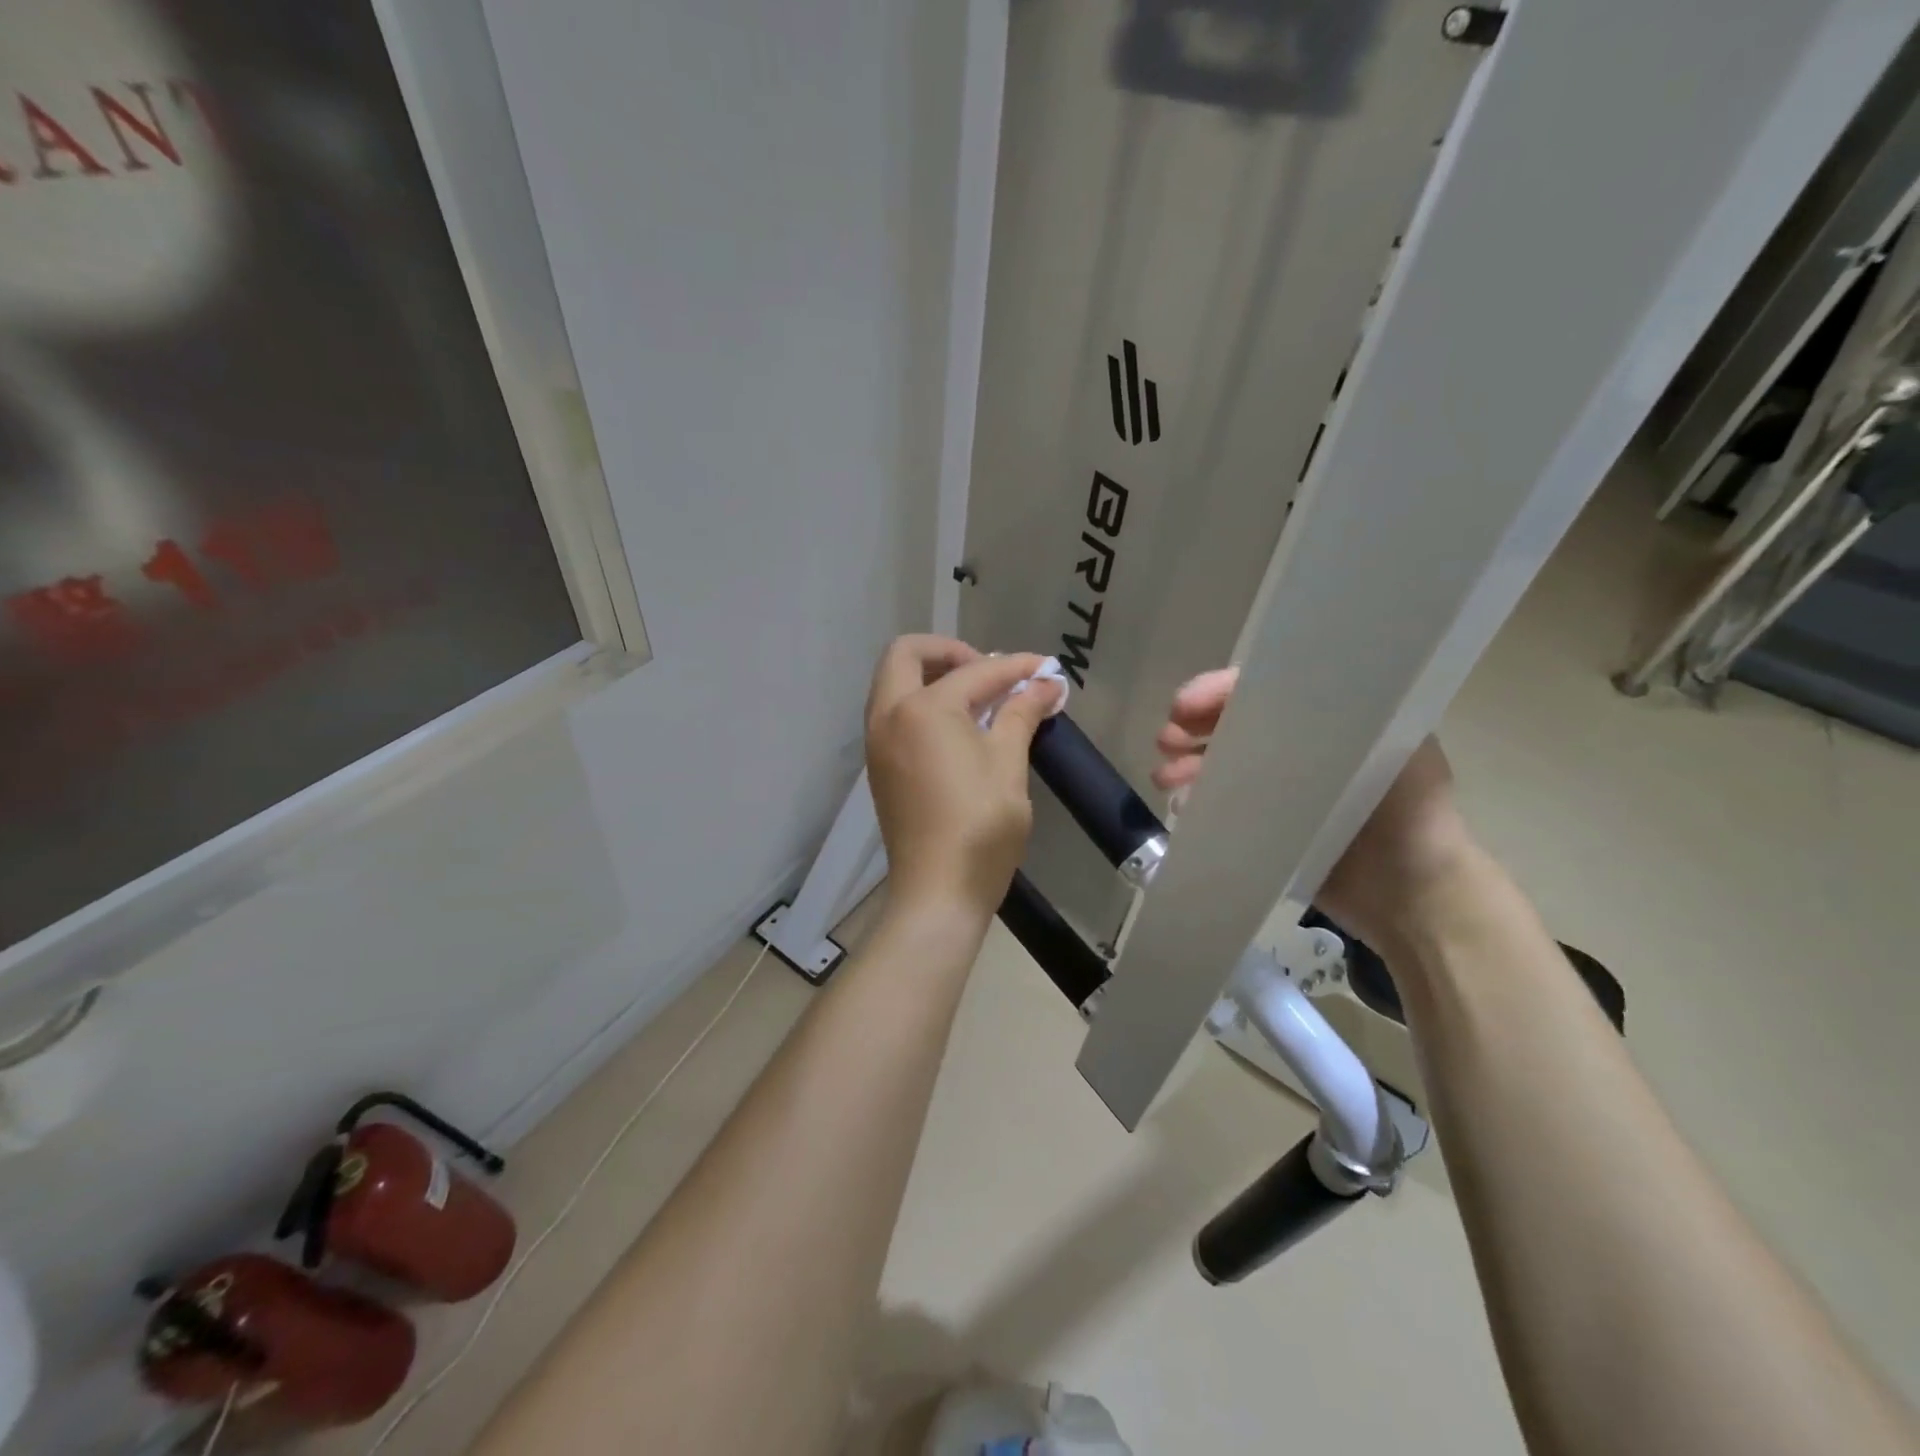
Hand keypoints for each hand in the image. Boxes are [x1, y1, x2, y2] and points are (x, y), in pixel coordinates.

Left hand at [865, 637, 1061, 918]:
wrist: (938, 893)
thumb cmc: (980, 827)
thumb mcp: (1008, 764)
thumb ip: (1021, 713)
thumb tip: (1046, 684)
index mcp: (922, 709)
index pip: (975, 672)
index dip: (1016, 667)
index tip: (1047, 671)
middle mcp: (888, 716)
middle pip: (907, 655)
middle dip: (951, 652)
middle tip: (991, 673)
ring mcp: (878, 743)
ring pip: (895, 684)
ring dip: (934, 677)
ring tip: (980, 699)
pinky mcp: (880, 767)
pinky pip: (895, 714)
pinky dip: (923, 704)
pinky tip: (961, 727)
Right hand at [1153, 667, 1476, 949]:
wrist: (1414, 899)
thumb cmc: (1409, 816)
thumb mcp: (1386, 748)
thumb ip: (1337, 716)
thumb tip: (1269, 694)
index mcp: (1334, 720)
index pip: (1267, 690)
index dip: (1221, 692)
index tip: (1185, 706)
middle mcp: (1304, 748)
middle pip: (1237, 724)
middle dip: (1195, 726)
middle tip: (1165, 740)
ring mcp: (1283, 790)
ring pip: (1224, 763)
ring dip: (1189, 764)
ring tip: (1163, 778)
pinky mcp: (1268, 827)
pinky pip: (1225, 805)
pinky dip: (1199, 800)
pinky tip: (1181, 806)